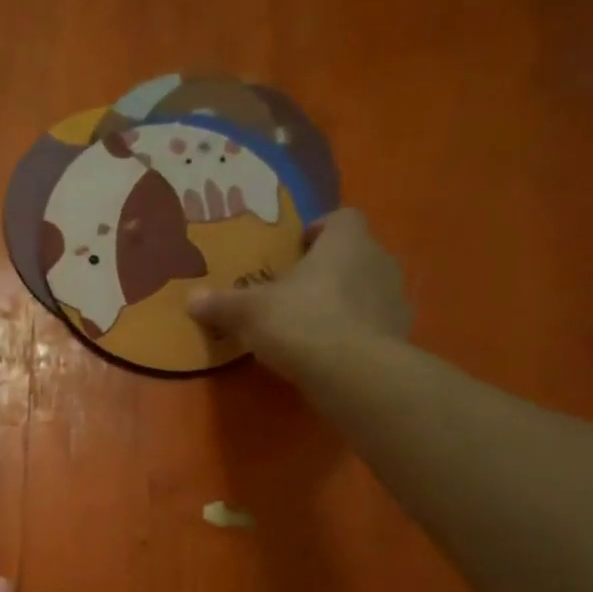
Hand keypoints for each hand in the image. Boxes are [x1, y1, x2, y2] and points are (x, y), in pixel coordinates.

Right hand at [188, 207, 411, 375]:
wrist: (353, 372)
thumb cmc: (301, 322)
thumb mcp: (249, 312)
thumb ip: (222, 304)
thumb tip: (191, 299)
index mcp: (345, 242)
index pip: (341, 218)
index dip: (319, 230)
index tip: (297, 250)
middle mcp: (379, 260)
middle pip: (355, 254)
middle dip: (328, 268)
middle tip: (295, 291)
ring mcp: (395, 298)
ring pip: (368, 288)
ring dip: (345, 300)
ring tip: (312, 323)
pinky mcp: (401, 334)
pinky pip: (375, 324)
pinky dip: (356, 331)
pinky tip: (331, 351)